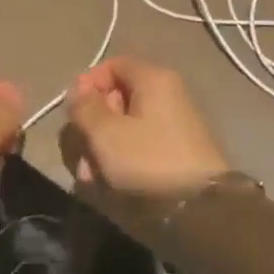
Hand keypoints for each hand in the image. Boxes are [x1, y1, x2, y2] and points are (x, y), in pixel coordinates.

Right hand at [66, 57, 228, 196]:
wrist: (200, 208)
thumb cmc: (148, 160)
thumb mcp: (106, 133)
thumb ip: (85, 107)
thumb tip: (78, 91)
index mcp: (153, 79)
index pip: (113, 65)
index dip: (88, 84)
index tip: (73, 111)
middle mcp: (167, 93)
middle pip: (118, 96)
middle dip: (93, 124)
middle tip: (80, 151)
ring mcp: (174, 122)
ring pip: (126, 124)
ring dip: (103, 146)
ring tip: (90, 176)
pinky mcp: (177, 149)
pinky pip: (141, 143)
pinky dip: (122, 157)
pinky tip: (109, 181)